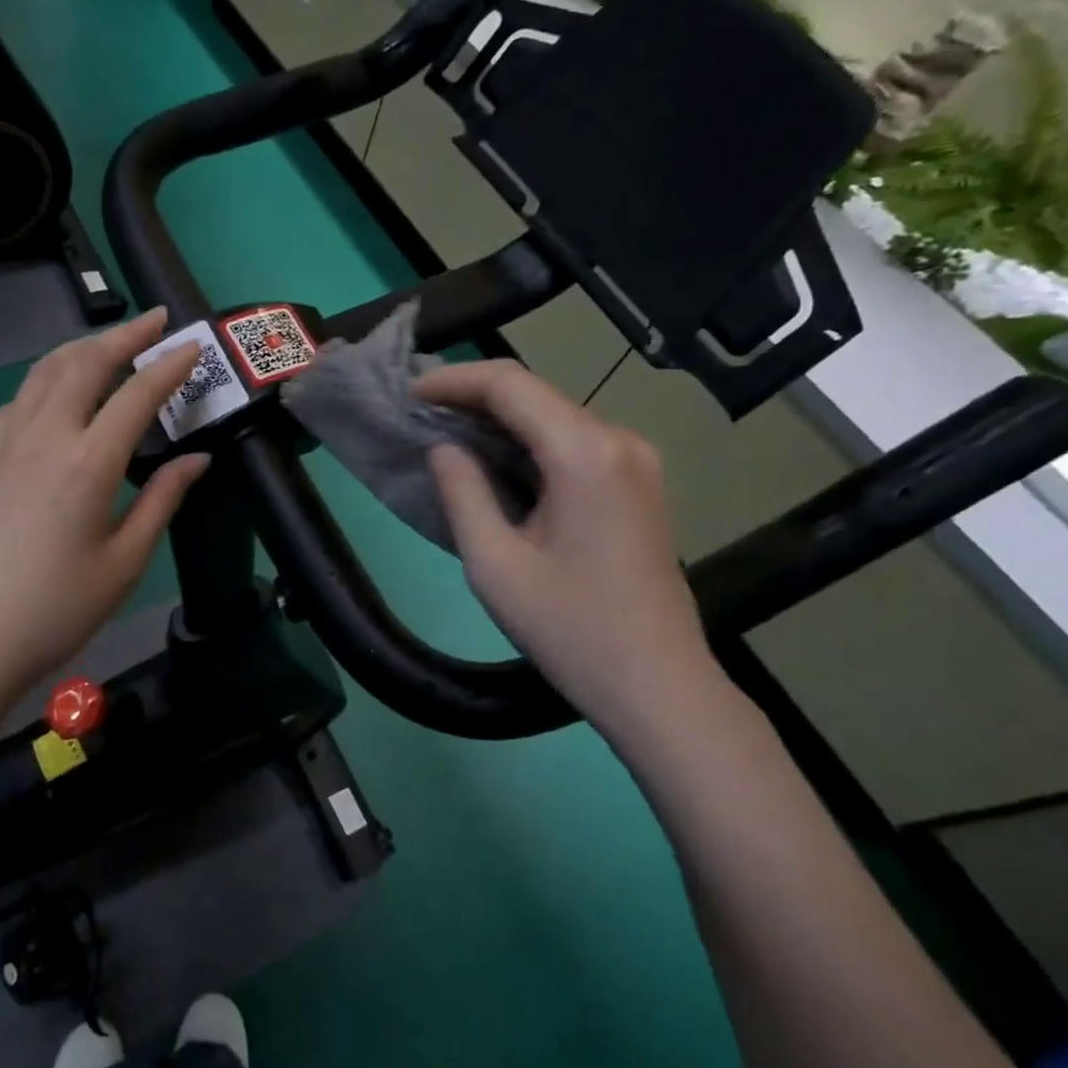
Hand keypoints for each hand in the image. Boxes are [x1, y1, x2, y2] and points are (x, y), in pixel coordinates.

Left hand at [0, 308, 208, 701]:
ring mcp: (4, 444)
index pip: (137, 394)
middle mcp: (44, 436)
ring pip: (44, 372)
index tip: (193, 345)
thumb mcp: (124, 562)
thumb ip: (162, 501)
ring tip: (109, 342)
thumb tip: (197, 460)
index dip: (169, 365)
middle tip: (155, 319)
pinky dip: (47, 377)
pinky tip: (56, 391)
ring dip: (82, 347)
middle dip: (124, 334)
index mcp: (88, 462)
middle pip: (85, 363)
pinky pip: (18, 398)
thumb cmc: (55, 609)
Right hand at [416, 360, 721, 727]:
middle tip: (420, 414)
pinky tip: (494, 462)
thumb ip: (462, 492)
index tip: (409, 393)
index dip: (453, 380)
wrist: (658, 687)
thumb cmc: (570, 629)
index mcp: (585, 453)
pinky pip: (574, 443)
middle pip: (535, 394)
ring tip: (446, 434)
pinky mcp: (638, 484)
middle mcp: (618, 441)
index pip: (510, 384)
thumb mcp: (494, 563)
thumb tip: (443, 447)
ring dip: (500, 420)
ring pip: (554, 417)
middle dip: (473, 397)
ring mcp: (635, 462)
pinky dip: (528, 443)